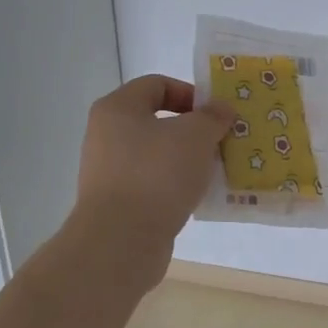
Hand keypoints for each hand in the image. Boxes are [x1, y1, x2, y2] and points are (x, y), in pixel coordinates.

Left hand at [74, 75, 234, 249]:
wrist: (120, 242)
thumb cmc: (156, 175)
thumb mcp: (195, 136)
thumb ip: (212, 116)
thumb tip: (221, 108)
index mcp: (117, 108)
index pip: (157, 84)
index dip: (190, 93)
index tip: (216, 114)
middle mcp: (106, 135)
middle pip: (157, 121)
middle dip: (193, 129)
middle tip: (221, 141)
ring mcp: (108, 171)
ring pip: (156, 154)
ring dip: (187, 159)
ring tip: (214, 170)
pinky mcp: (116, 203)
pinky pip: (152, 183)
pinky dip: (174, 186)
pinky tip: (196, 197)